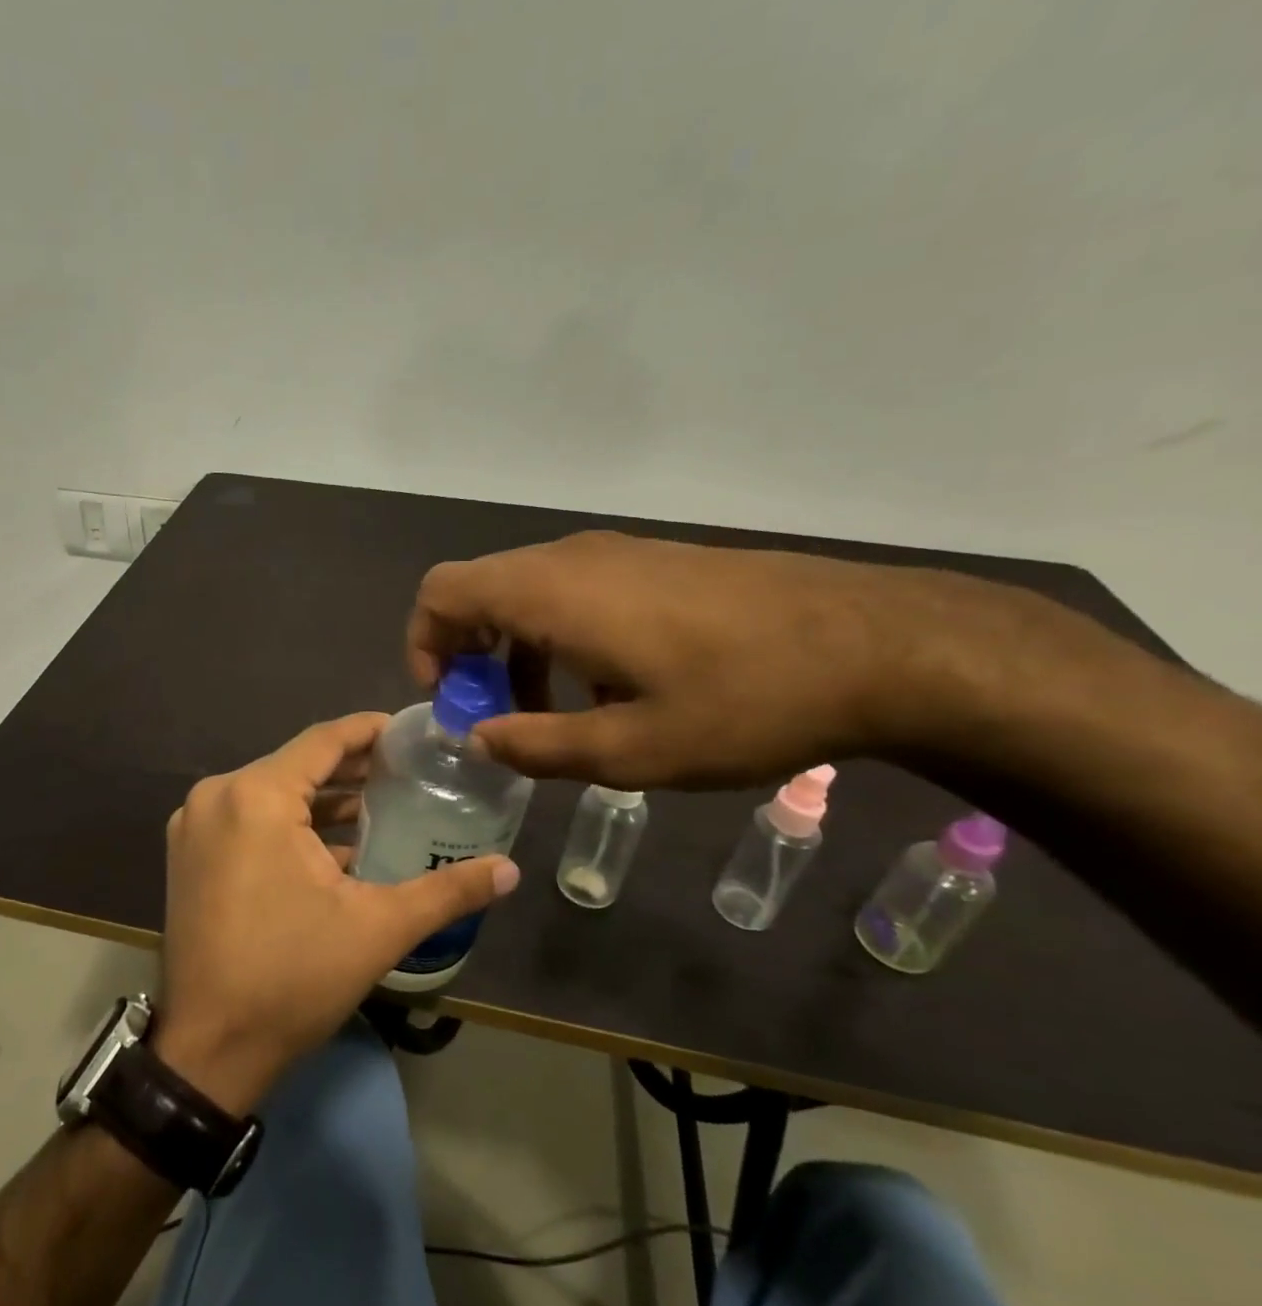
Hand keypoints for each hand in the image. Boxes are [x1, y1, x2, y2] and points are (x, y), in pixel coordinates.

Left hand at [152, 713, 518, 1112]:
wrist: (210, 1049)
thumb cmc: (293, 978)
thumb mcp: (378, 929)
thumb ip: (447, 891)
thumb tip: (511, 870)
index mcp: (256, 796)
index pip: (322, 741)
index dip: (368, 731)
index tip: (409, 732)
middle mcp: (217, 797)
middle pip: (295, 765)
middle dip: (350, 767)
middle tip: (405, 771)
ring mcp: (195, 826)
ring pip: (271, 793)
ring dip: (320, 799)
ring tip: (377, 804)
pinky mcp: (188, 855)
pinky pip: (247, 819)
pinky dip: (288, 824)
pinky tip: (332, 846)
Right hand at [408, 531, 1072, 789]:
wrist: (880, 646)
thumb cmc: (745, 702)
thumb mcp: (631, 751)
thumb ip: (536, 746)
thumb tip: (477, 738)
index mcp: (553, 594)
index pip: (443, 592)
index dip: (425, 644)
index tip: (451, 701)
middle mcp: (572, 559)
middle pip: (479, 589)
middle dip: (467, 654)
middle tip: (495, 716)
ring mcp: (618, 554)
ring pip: (526, 591)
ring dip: (514, 649)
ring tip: (550, 712)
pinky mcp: (655, 562)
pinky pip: (572, 590)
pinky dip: (556, 635)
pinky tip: (607, 687)